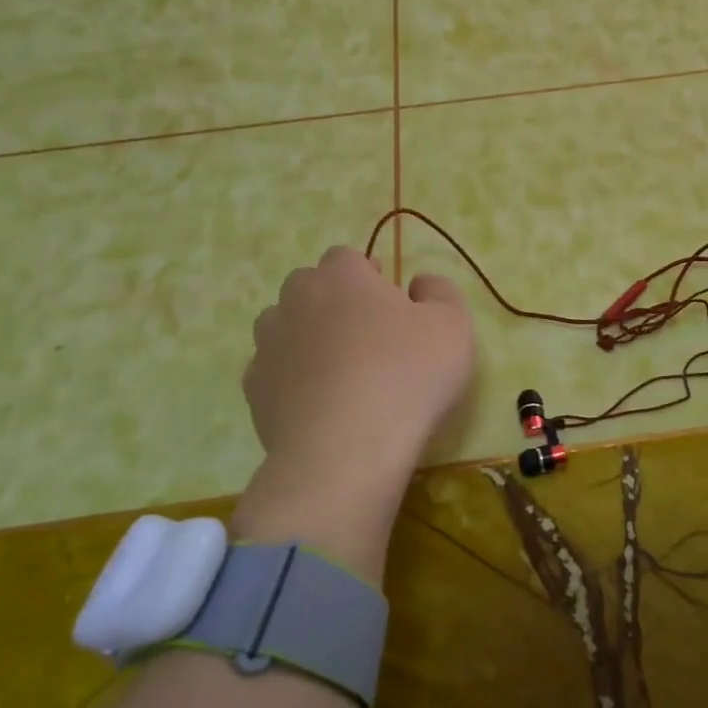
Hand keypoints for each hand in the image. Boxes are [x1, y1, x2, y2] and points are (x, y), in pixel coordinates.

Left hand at [239, 247, 474, 576]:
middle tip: (367, 336)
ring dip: (305, 336)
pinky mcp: (254, 389)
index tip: (391, 304)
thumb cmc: (408, 376)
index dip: (369, 276)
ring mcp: (268, 345)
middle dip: (332, 302)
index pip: (347, 257)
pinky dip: (290, 379)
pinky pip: (272, 370)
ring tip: (337, 370)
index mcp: (343, 276)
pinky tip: (317, 403)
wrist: (347, 449)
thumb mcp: (453, 327)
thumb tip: (419, 283)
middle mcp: (297, 300)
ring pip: (282, 325)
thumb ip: (440, 293)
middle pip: (309, 286)